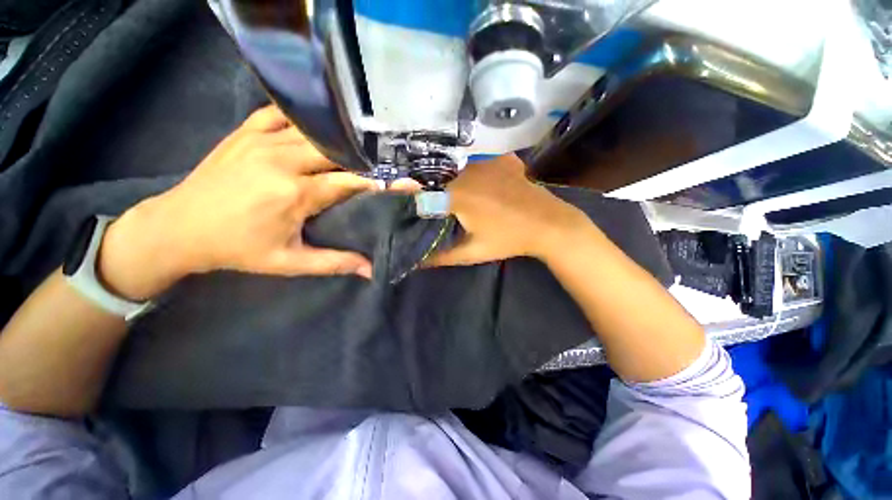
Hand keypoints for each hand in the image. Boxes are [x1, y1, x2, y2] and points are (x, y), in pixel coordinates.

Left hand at [98, 105, 379, 299]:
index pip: (352, 182)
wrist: (179, 227)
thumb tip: (371, 269)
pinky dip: (307, 119)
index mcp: (294, 194)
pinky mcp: (246, 131)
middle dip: (366, 158)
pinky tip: (321, 127)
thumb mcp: (288, 263)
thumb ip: (334, 263)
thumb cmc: (237, 249)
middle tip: (386, 163)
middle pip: (338, 151)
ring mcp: (262, 140)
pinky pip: (284, 114)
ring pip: (316, 131)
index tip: (407, 181)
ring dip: (342, 140)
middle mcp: (282, 161)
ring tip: (363, 146)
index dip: (382, 182)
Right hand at [427, 154, 592, 266]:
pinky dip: (476, 175)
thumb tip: (417, 261)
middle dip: (436, 195)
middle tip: (443, 211)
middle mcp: (467, 172)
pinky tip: (483, 186)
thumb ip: (442, 256)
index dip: (416, 203)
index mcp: (457, 195)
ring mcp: (486, 162)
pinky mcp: (501, 160)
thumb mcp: (472, 252)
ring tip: (464, 200)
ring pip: (458, 171)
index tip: (418, 212)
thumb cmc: (508, 239)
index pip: (423, 194)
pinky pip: (479, 165)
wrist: (549, 224)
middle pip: (440, 180)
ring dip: (455, 184)